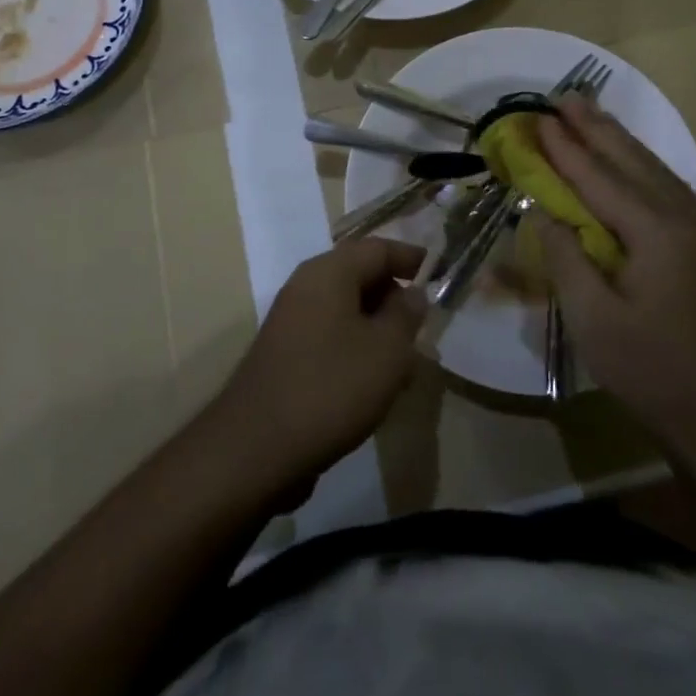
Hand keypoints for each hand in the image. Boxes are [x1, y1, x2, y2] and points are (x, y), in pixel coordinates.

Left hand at [208, 239, 425, 491]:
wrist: (257, 447)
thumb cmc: (332, 387)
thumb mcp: (386, 350)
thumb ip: (406, 315)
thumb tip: (412, 293)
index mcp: (329, 272)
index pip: (377, 248)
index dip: (410, 257)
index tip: (439, 272)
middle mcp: (306, 286)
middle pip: (359, 274)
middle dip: (394, 295)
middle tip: (423, 325)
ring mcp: (291, 320)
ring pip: (345, 308)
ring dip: (377, 325)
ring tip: (405, 360)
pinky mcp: (285, 353)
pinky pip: (330, 334)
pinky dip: (356, 346)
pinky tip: (373, 382)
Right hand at [535, 95, 695, 468]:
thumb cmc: (661, 375)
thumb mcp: (596, 322)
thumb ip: (567, 259)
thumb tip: (545, 214)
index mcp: (656, 231)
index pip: (598, 178)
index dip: (564, 149)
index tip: (537, 118)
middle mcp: (684, 219)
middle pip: (633, 161)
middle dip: (596, 128)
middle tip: (566, 97)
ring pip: (656, 173)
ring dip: (620, 143)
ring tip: (592, 118)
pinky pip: (668, 193)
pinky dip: (640, 170)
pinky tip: (631, 170)